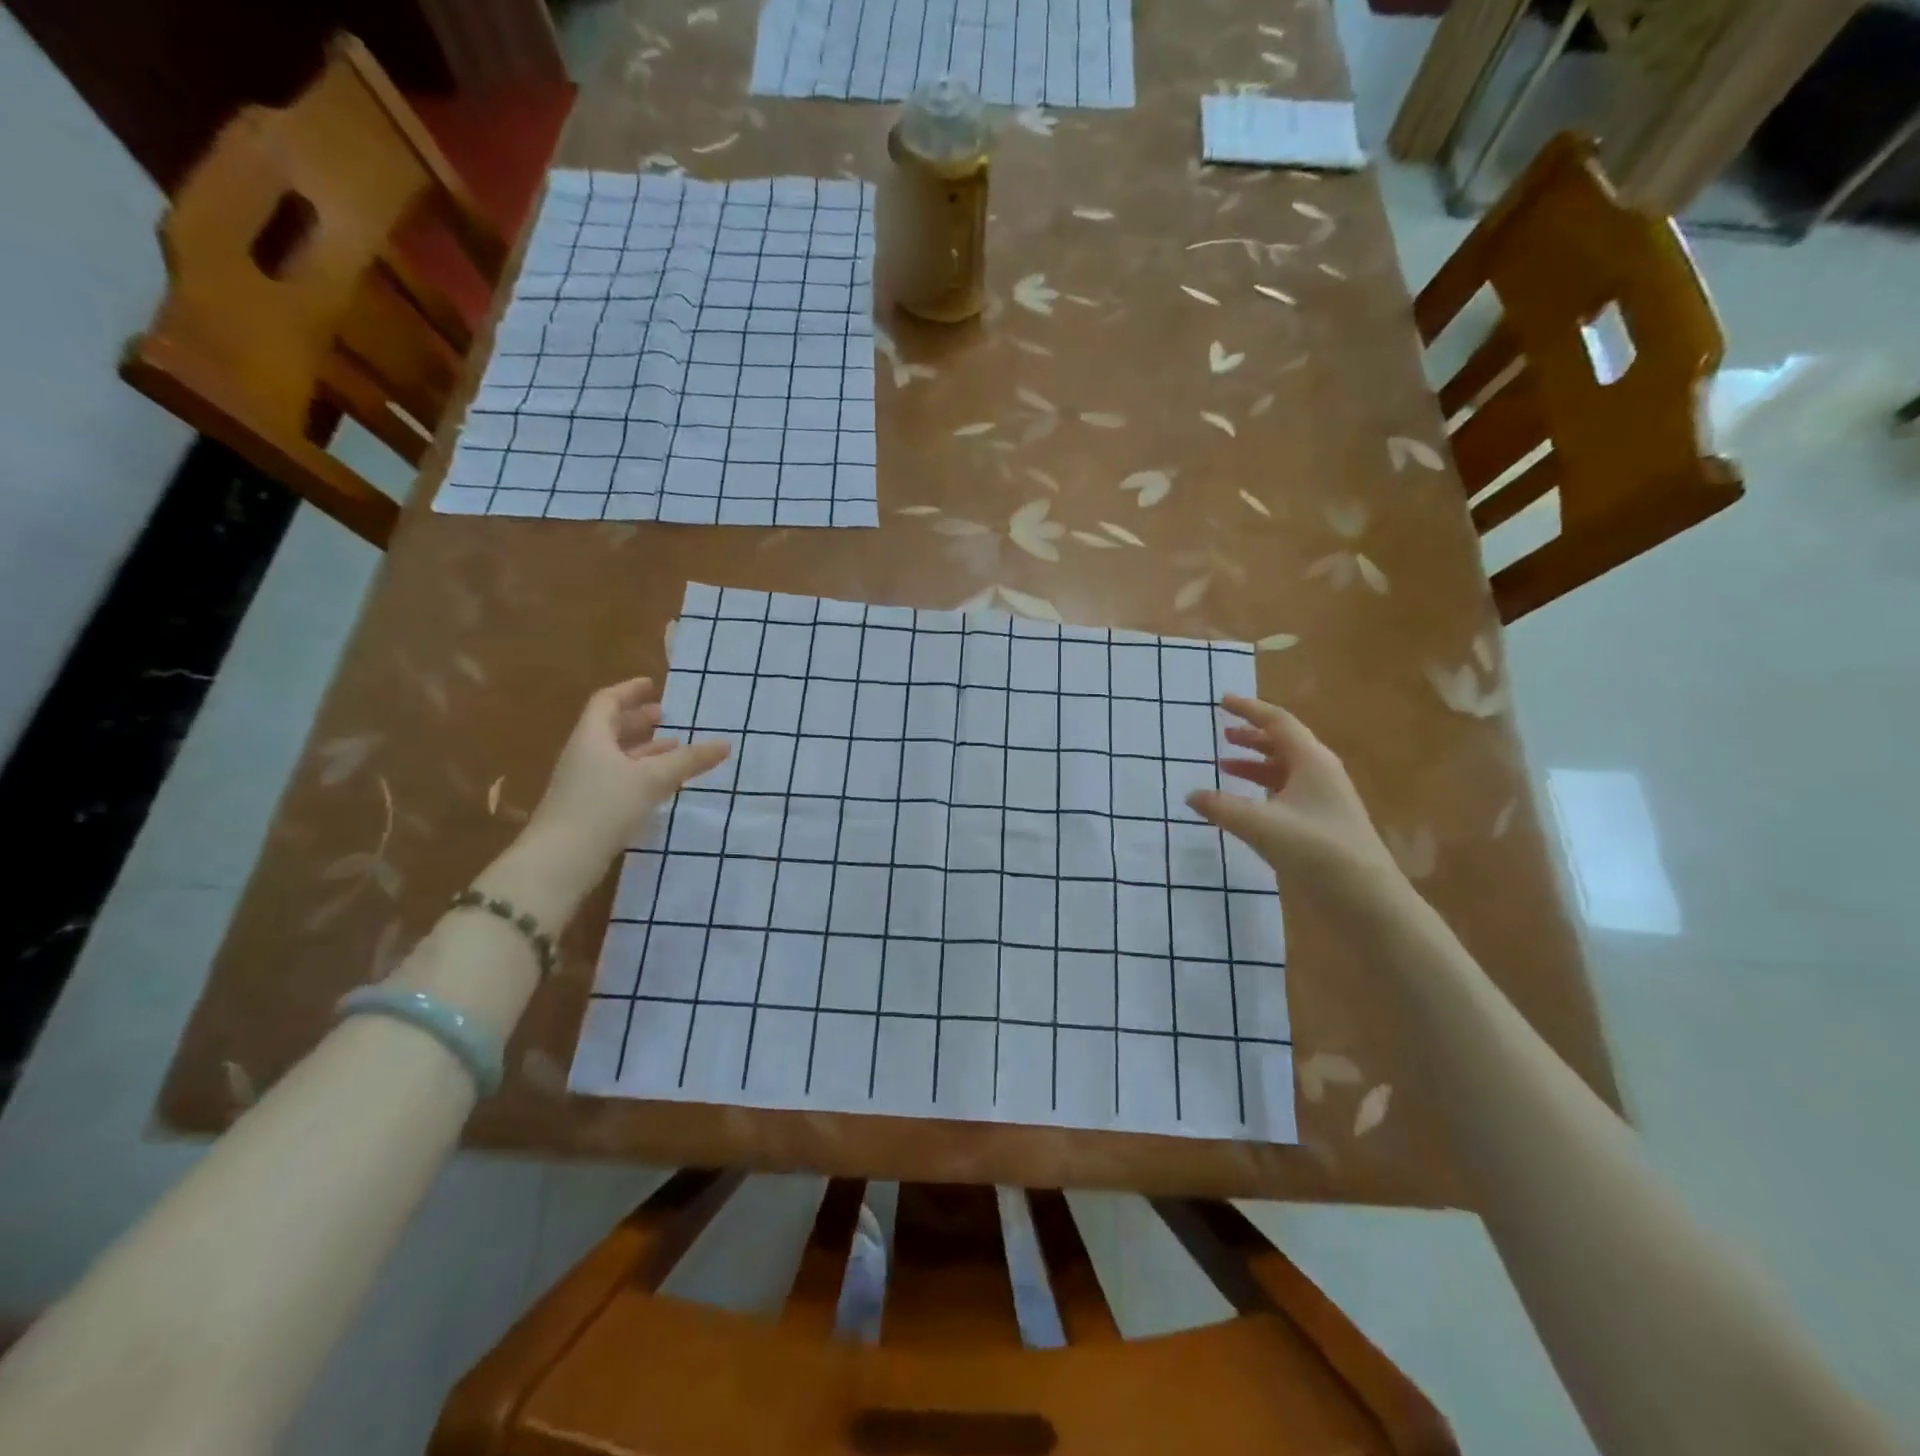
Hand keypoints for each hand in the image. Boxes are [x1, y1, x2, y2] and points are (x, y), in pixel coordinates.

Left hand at [526, 677, 730, 869]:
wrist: (561, 860)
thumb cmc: (604, 806)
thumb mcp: (652, 779)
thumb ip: (689, 761)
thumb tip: (725, 744)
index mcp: (592, 737)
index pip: (607, 702)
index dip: (629, 691)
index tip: (652, 686)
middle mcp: (584, 755)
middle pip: (610, 728)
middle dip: (638, 721)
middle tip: (665, 717)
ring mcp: (584, 783)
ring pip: (615, 756)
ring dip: (642, 749)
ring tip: (672, 748)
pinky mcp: (588, 808)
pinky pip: (617, 779)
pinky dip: (639, 773)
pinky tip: (659, 784)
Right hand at [1186, 694, 1400, 899]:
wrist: (1368, 901)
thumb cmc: (1317, 852)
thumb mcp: (1261, 826)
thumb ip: (1221, 808)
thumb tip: (1190, 795)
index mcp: (1312, 761)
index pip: (1277, 722)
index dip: (1248, 709)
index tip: (1221, 701)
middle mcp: (1321, 773)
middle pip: (1284, 743)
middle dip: (1252, 736)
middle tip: (1223, 734)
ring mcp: (1325, 799)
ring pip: (1286, 769)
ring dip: (1256, 764)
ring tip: (1226, 767)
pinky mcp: (1323, 824)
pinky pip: (1289, 792)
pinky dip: (1264, 788)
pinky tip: (1248, 804)